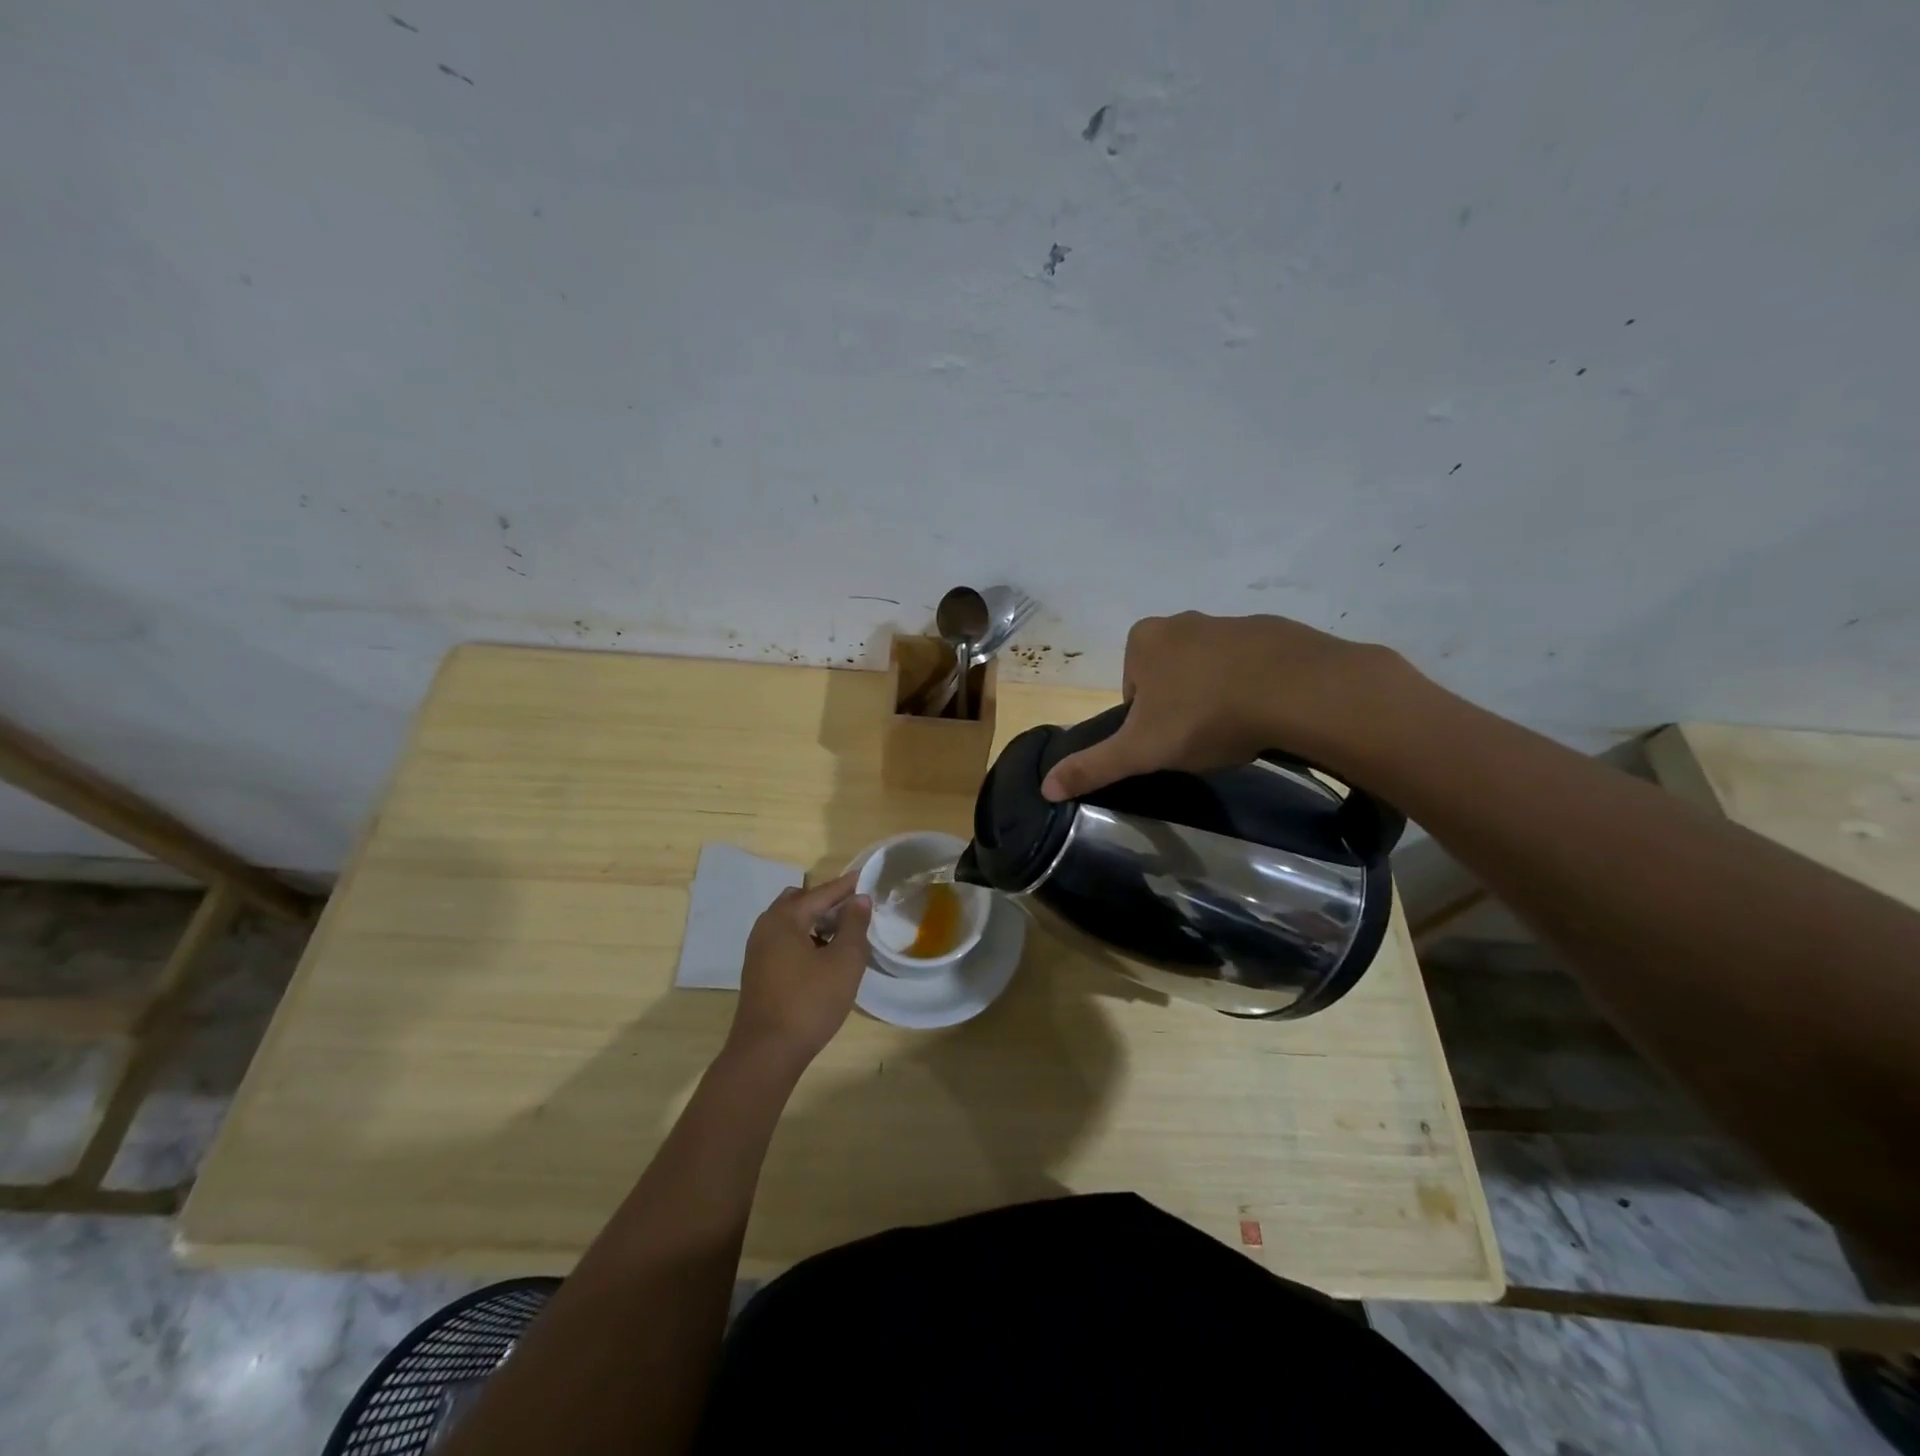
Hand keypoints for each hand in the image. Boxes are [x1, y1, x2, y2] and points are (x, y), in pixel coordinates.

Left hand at [726, 871, 872, 1069]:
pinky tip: (823, 958)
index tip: (866, 878)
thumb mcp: (844, 962)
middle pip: (799, 902)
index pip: (821, 893)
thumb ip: (854, 925)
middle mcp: (766, 927)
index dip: (846, 886)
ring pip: (790, 923)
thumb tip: (858, 899)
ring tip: (842, 935)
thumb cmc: (809, 1002)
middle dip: (826, 902)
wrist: (766, 1053)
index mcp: (785, 918)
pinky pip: (784, 942)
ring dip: (815, 922)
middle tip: (853, 910)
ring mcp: (758, 951)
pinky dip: (804, 939)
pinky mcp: (758, 973)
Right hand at [1041, 612, 1413, 800]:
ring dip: (1217, 695)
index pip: (1131, 688)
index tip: (1167, 742)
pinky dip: (1254, 686)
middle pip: (1169, 675)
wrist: (1295, 690)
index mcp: (1144, 641)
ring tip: (1236, 729)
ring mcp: (1230, 621)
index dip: (1145, 721)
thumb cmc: (1204, 715)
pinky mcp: (1274, 631)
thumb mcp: (1141, 750)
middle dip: (1180, 705)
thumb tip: (1044, 787)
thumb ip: (1093, 766)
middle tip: (1200, 738)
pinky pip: (1252, 664)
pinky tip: (1266, 713)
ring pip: (1210, 668)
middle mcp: (1182, 620)